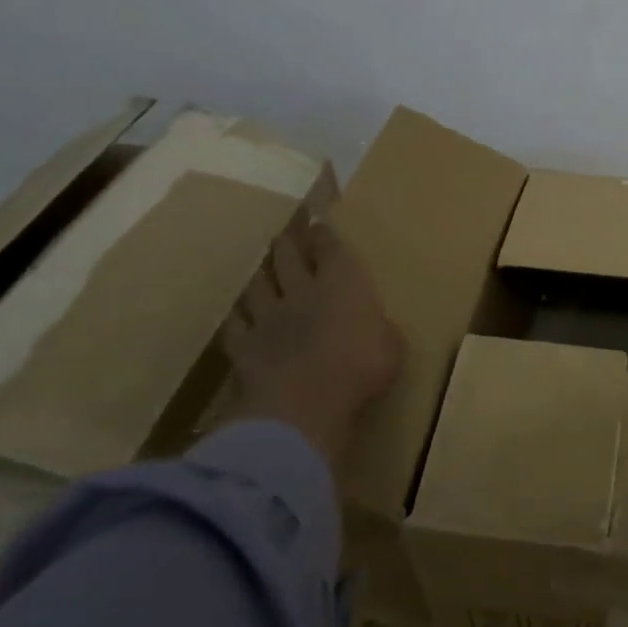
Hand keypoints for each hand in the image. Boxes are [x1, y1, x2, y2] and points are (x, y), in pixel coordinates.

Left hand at [220, 206, 404, 471]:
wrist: (305, 402)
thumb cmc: (361, 368)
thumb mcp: (391, 347)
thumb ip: (380, 329)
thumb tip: (377, 325)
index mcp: (343, 284)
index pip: (331, 250)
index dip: (324, 236)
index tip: (319, 225)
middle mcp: (303, 291)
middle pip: (289, 258)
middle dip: (289, 244)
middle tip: (286, 236)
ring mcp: (269, 317)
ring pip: (258, 286)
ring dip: (260, 275)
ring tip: (260, 268)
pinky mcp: (244, 346)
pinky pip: (236, 325)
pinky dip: (237, 317)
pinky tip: (236, 315)